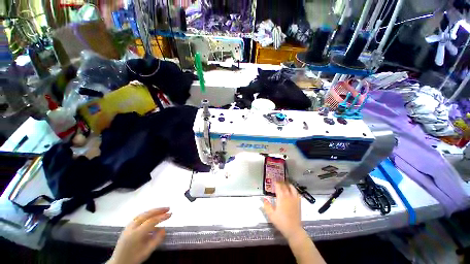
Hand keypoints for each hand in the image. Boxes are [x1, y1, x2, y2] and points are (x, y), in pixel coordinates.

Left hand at [108, 208, 171, 263]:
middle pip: (146, 215)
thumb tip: (164, 229)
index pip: (151, 221)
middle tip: (168, 208)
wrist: (118, 263)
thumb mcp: (147, 252)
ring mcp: (128, 226)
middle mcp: (131, 228)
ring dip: (153, 211)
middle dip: (158, 210)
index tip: (170, 214)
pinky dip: (147, 214)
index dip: (162, 217)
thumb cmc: (134, 258)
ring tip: (162, 210)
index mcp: (136, 234)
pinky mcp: (127, 227)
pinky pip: (139, 217)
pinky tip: (152, 215)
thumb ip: (156, 240)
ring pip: (142, 214)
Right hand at [263, 182, 303, 239]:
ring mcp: (294, 199)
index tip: (273, 181)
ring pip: (291, 187)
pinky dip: (294, 189)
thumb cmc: (281, 222)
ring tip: (284, 184)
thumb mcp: (271, 215)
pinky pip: (297, 193)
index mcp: (281, 197)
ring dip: (287, 184)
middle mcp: (288, 196)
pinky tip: (292, 191)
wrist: (293, 230)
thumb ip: (267, 206)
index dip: (275, 183)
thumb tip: (264, 199)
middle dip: (280, 182)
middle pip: (284, 185)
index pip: (278, 186)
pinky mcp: (298, 202)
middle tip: (277, 182)